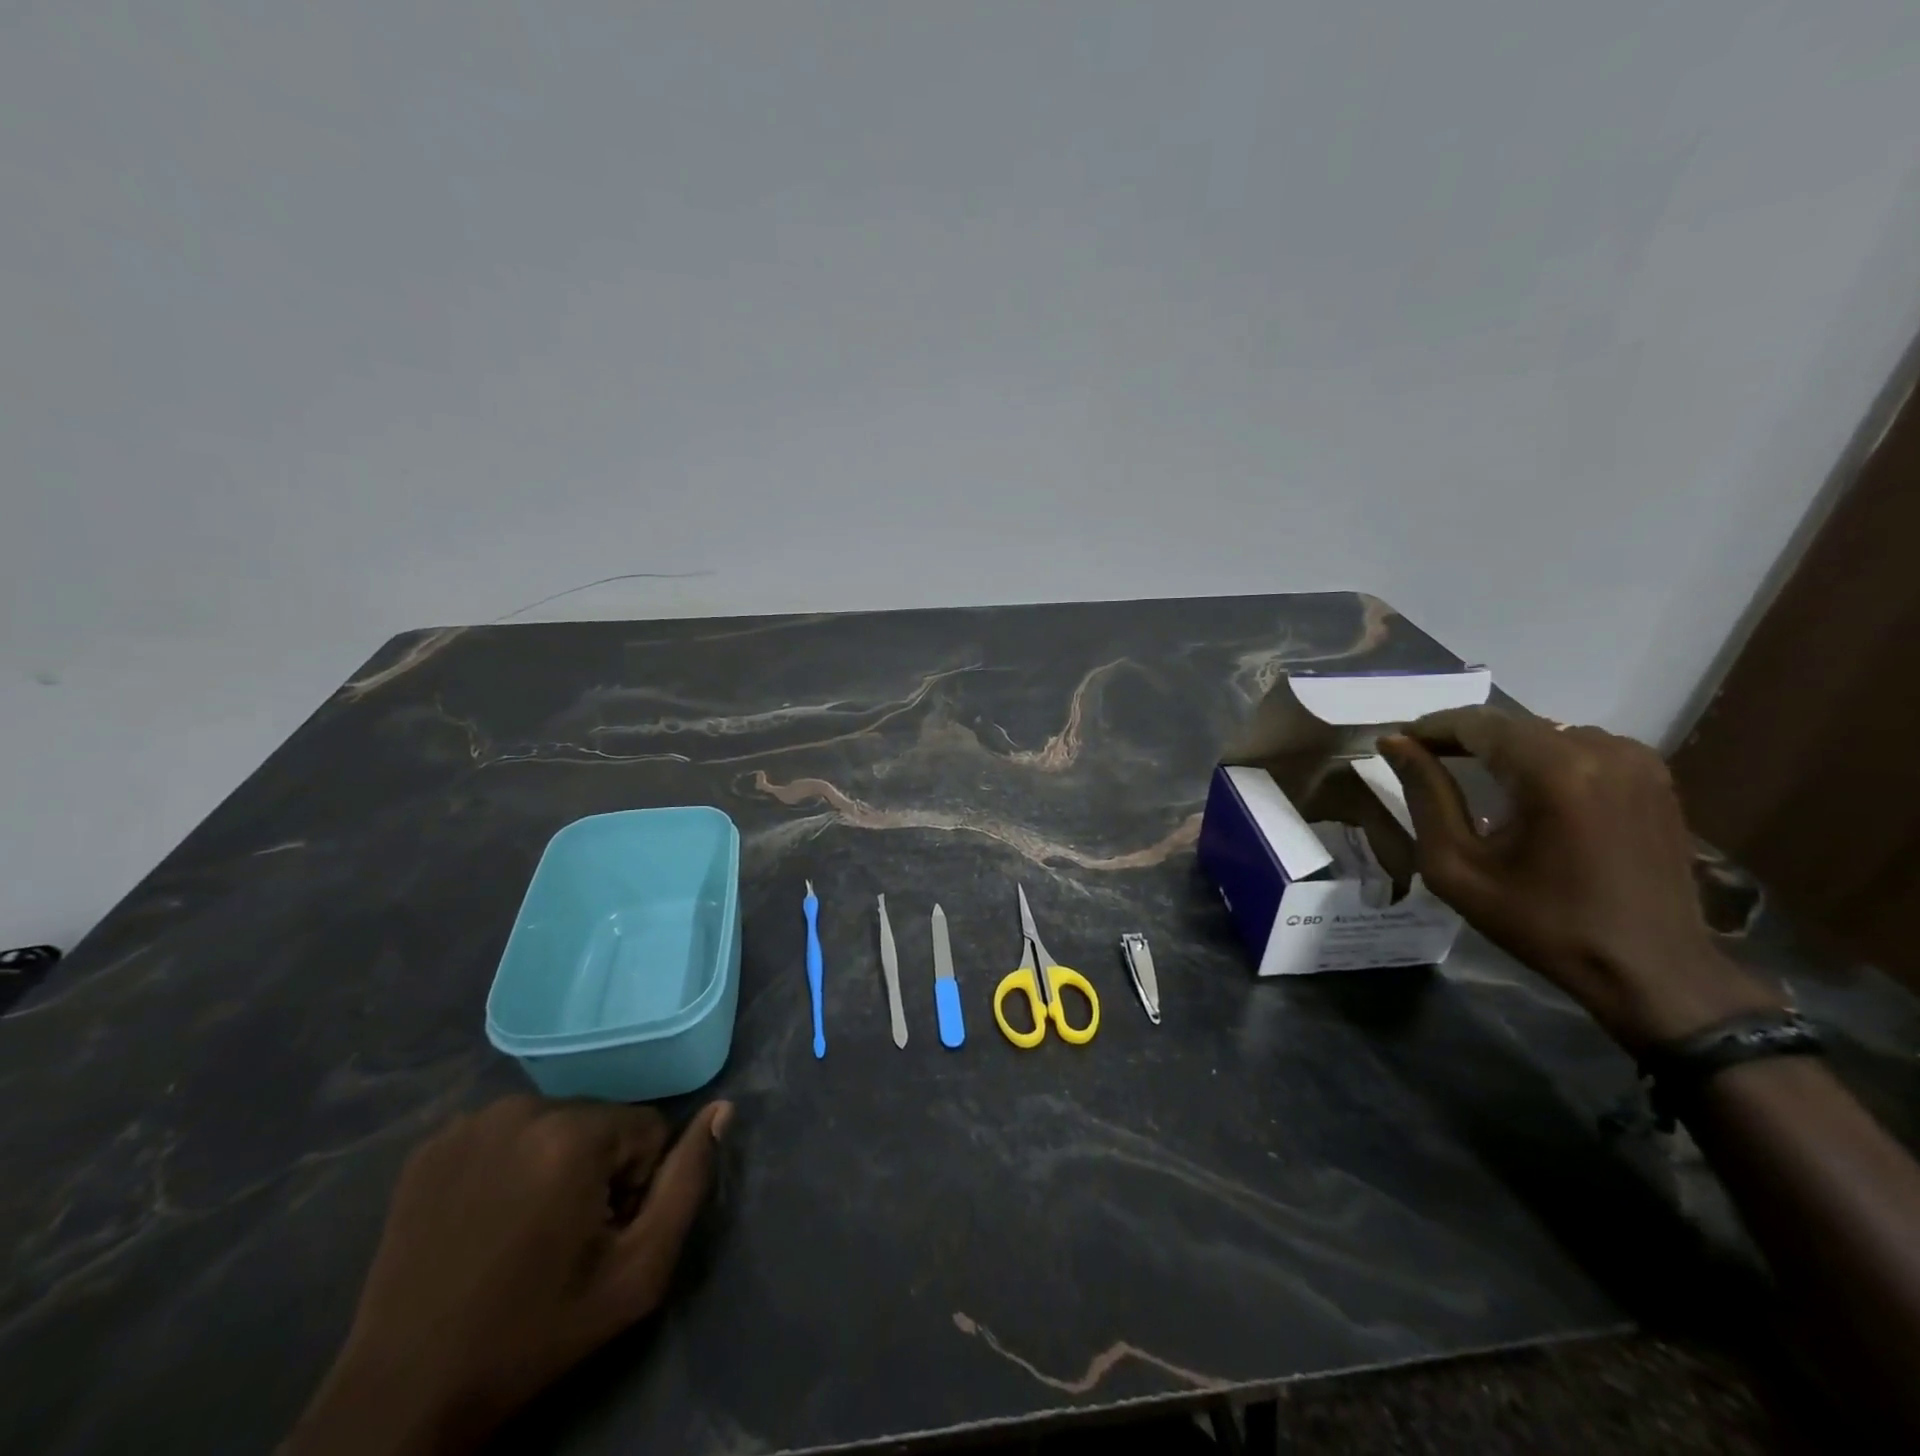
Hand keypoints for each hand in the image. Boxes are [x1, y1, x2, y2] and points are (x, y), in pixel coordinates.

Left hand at [287, 1095, 733, 1455]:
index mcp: (572, 1134)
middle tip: (564, 1239)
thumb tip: (723, 1109)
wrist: (402, 1398)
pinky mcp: (432, 1145)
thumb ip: (689, 1183)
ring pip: (555, 1122)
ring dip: (557, 1164)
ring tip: (526, 1231)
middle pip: (600, 1121)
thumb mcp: (637, 1273)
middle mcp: (521, 1108)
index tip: (601, 1238)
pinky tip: (488, 1218)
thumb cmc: (535, 1334)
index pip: (647, 1129)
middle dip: (598, 1169)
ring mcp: (469, 1123)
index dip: (637, 1185)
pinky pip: (506, 1133)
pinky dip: (511, 1164)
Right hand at [1379, 708, 1781, 1053]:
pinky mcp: (1653, 776)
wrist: (1651, 969)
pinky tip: (1521, 785)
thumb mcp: (1457, 866)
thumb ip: (1425, 795)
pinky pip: (1579, 746)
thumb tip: (1394, 743)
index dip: (1429, 728)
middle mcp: (1600, 750)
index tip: (1395, 743)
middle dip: (1460, 736)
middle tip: (1420, 757)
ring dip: (1501, 746)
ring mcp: (1635, 760)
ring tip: (1466, 771)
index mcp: (1553, 772)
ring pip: (1543, 732)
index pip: (1474, 723)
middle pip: (1510, 724)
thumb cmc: (1541, 923)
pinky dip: (1540, 756)